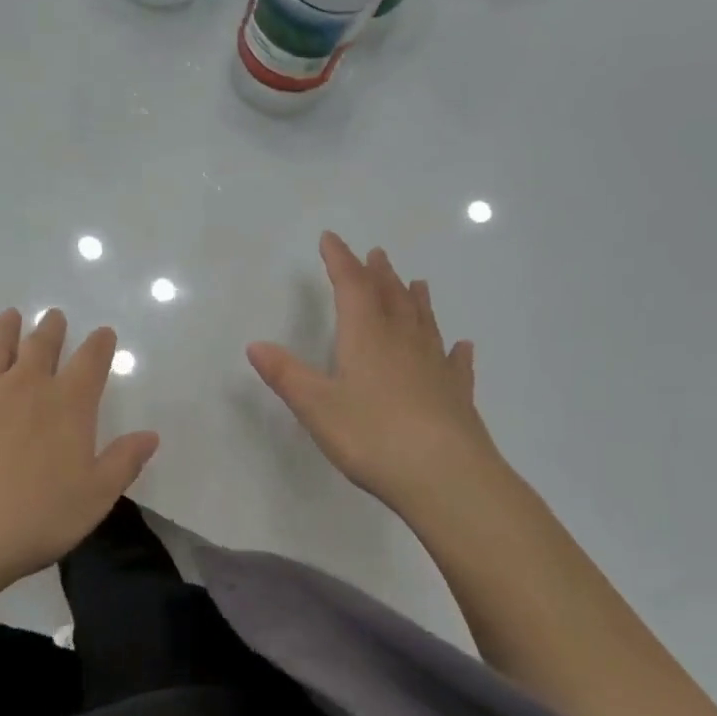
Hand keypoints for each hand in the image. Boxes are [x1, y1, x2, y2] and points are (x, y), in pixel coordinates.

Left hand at [0, 308, 159, 587]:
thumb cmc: (35, 517)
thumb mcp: (95, 497)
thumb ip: (123, 462)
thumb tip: (150, 435)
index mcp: (68, 405)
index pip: (90, 363)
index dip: (99, 345)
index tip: (104, 332)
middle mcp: (26, 388)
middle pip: (42, 348)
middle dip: (51, 330)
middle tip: (54, 315)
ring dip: (6, 331)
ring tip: (10, 315)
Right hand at [247, 232, 500, 514]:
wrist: (446, 477)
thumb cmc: (372, 437)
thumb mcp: (316, 406)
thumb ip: (286, 374)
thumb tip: (255, 344)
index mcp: (367, 337)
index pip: (351, 287)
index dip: (340, 260)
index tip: (331, 238)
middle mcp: (403, 342)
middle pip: (391, 297)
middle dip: (379, 274)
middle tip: (376, 254)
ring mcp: (435, 367)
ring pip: (424, 322)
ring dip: (416, 300)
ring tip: (416, 283)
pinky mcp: (457, 395)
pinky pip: (455, 363)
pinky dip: (454, 350)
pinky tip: (461, 346)